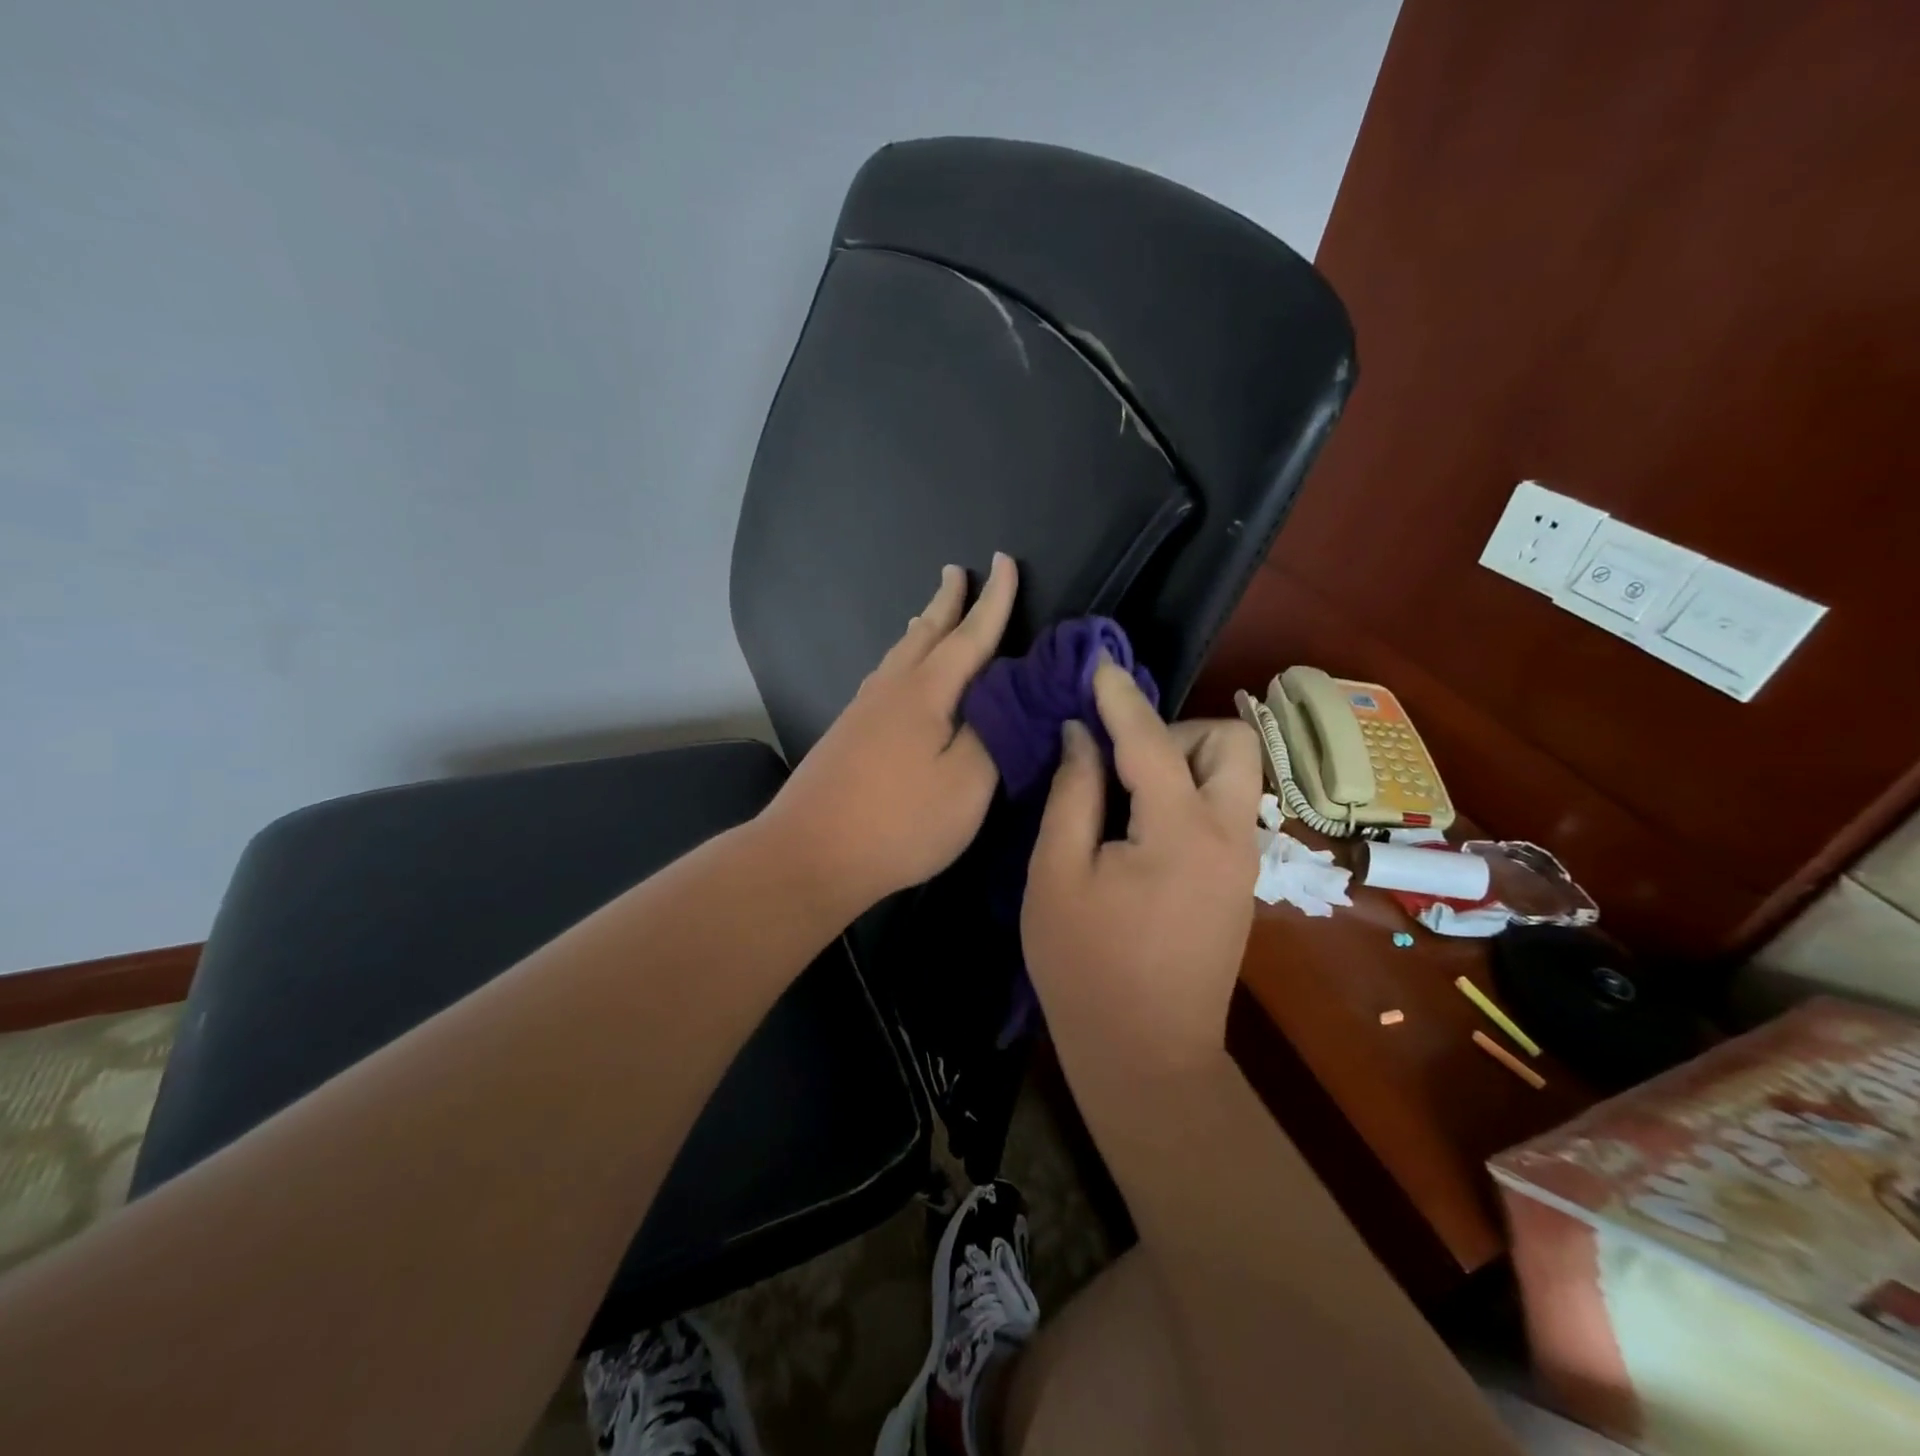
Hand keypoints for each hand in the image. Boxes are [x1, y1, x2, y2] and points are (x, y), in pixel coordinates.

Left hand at [761, 553, 1018, 918]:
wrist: (809, 853)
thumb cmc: (899, 822)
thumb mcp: (967, 784)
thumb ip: (996, 733)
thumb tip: (1010, 694)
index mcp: (927, 692)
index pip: (970, 635)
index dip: (994, 600)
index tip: (1005, 560)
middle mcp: (892, 689)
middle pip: (926, 634)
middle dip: (948, 602)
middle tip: (957, 570)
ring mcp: (864, 711)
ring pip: (900, 654)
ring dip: (922, 628)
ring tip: (929, 612)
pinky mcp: (849, 734)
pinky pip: (885, 677)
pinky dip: (903, 659)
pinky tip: (899, 673)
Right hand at [1021, 659, 1263, 1072]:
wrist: (1145, 1057)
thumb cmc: (1085, 967)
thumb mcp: (1056, 875)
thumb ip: (1072, 795)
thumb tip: (1080, 737)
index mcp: (1180, 831)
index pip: (1152, 740)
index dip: (1120, 699)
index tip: (1098, 667)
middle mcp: (1229, 835)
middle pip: (1230, 742)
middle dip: (1176, 732)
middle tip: (1122, 761)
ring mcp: (1242, 861)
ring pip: (1234, 775)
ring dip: (1185, 762)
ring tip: (1126, 794)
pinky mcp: (1239, 883)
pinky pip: (1225, 809)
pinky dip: (1189, 794)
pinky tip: (1142, 826)